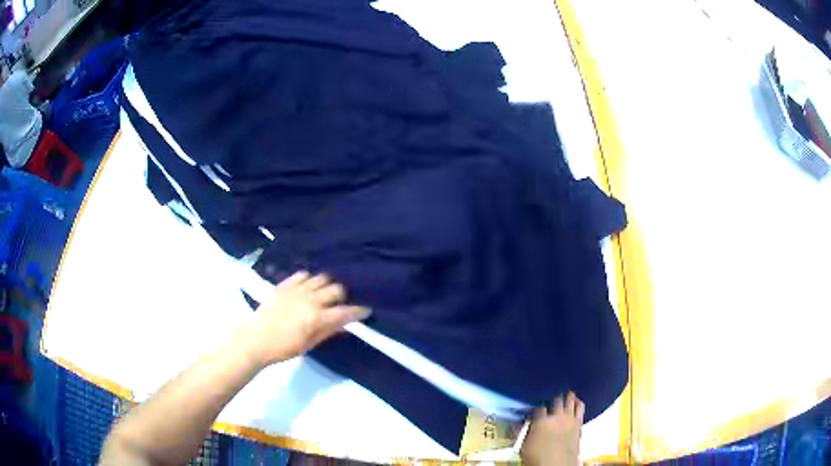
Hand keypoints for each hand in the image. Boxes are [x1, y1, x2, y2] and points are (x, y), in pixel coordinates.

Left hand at [235, 271, 370, 366]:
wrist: (257, 339)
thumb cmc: (284, 347)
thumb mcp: (309, 344)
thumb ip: (328, 332)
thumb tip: (345, 325)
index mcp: (318, 317)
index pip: (346, 311)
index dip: (359, 311)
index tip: (366, 310)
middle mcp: (311, 299)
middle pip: (336, 289)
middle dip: (342, 296)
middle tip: (340, 303)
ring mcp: (297, 289)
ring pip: (321, 278)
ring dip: (326, 285)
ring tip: (325, 293)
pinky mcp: (285, 285)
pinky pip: (302, 274)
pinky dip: (309, 279)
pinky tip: (308, 286)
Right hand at [520, 392, 584, 465]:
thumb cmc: (538, 459)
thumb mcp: (523, 446)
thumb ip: (520, 431)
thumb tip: (515, 422)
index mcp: (541, 421)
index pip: (538, 404)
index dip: (535, 400)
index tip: (532, 400)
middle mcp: (557, 416)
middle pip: (555, 397)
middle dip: (550, 395)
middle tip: (547, 395)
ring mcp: (569, 418)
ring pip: (569, 399)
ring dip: (564, 395)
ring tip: (561, 393)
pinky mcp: (578, 423)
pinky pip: (580, 407)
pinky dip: (577, 402)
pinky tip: (574, 401)